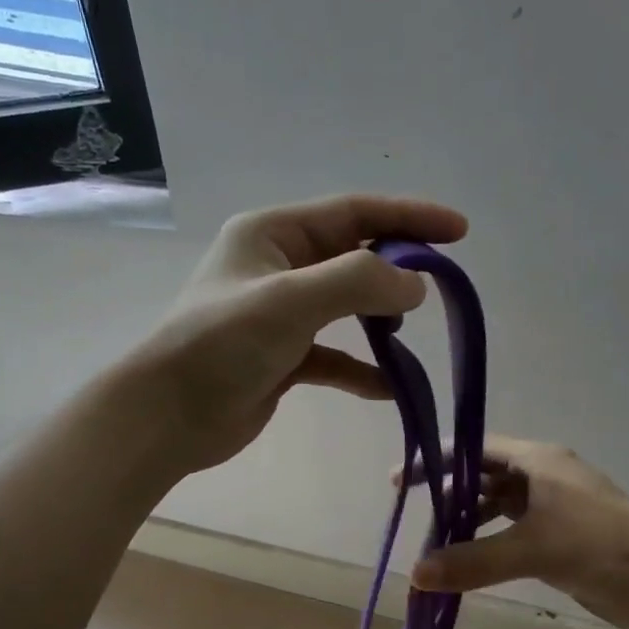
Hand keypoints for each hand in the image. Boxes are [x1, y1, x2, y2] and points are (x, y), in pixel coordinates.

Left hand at [129, 194, 467, 472]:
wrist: (168, 416)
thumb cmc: (221, 345)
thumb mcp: (290, 301)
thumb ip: (358, 283)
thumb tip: (416, 285)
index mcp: (273, 234)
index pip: (354, 213)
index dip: (409, 217)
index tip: (460, 232)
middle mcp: (278, 267)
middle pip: (353, 256)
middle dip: (397, 268)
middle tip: (441, 285)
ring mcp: (280, 315)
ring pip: (346, 307)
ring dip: (380, 321)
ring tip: (408, 337)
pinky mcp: (283, 359)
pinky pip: (334, 357)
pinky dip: (361, 369)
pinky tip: (388, 388)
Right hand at [407, 438, 628, 628]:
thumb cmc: (603, 546)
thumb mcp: (535, 549)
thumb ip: (474, 561)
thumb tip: (415, 574)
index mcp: (539, 461)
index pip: (476, 449)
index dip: (438, 461)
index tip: (401, 480)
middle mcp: (542, 478)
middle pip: (484, 478)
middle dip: (449, 495)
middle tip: (413, 517)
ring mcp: (552, 510)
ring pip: (497, 509)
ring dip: (467, 524)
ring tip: (433, 546)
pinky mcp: (559, 541)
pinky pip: (511, 537)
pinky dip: (487, 547)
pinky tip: (466, 566)